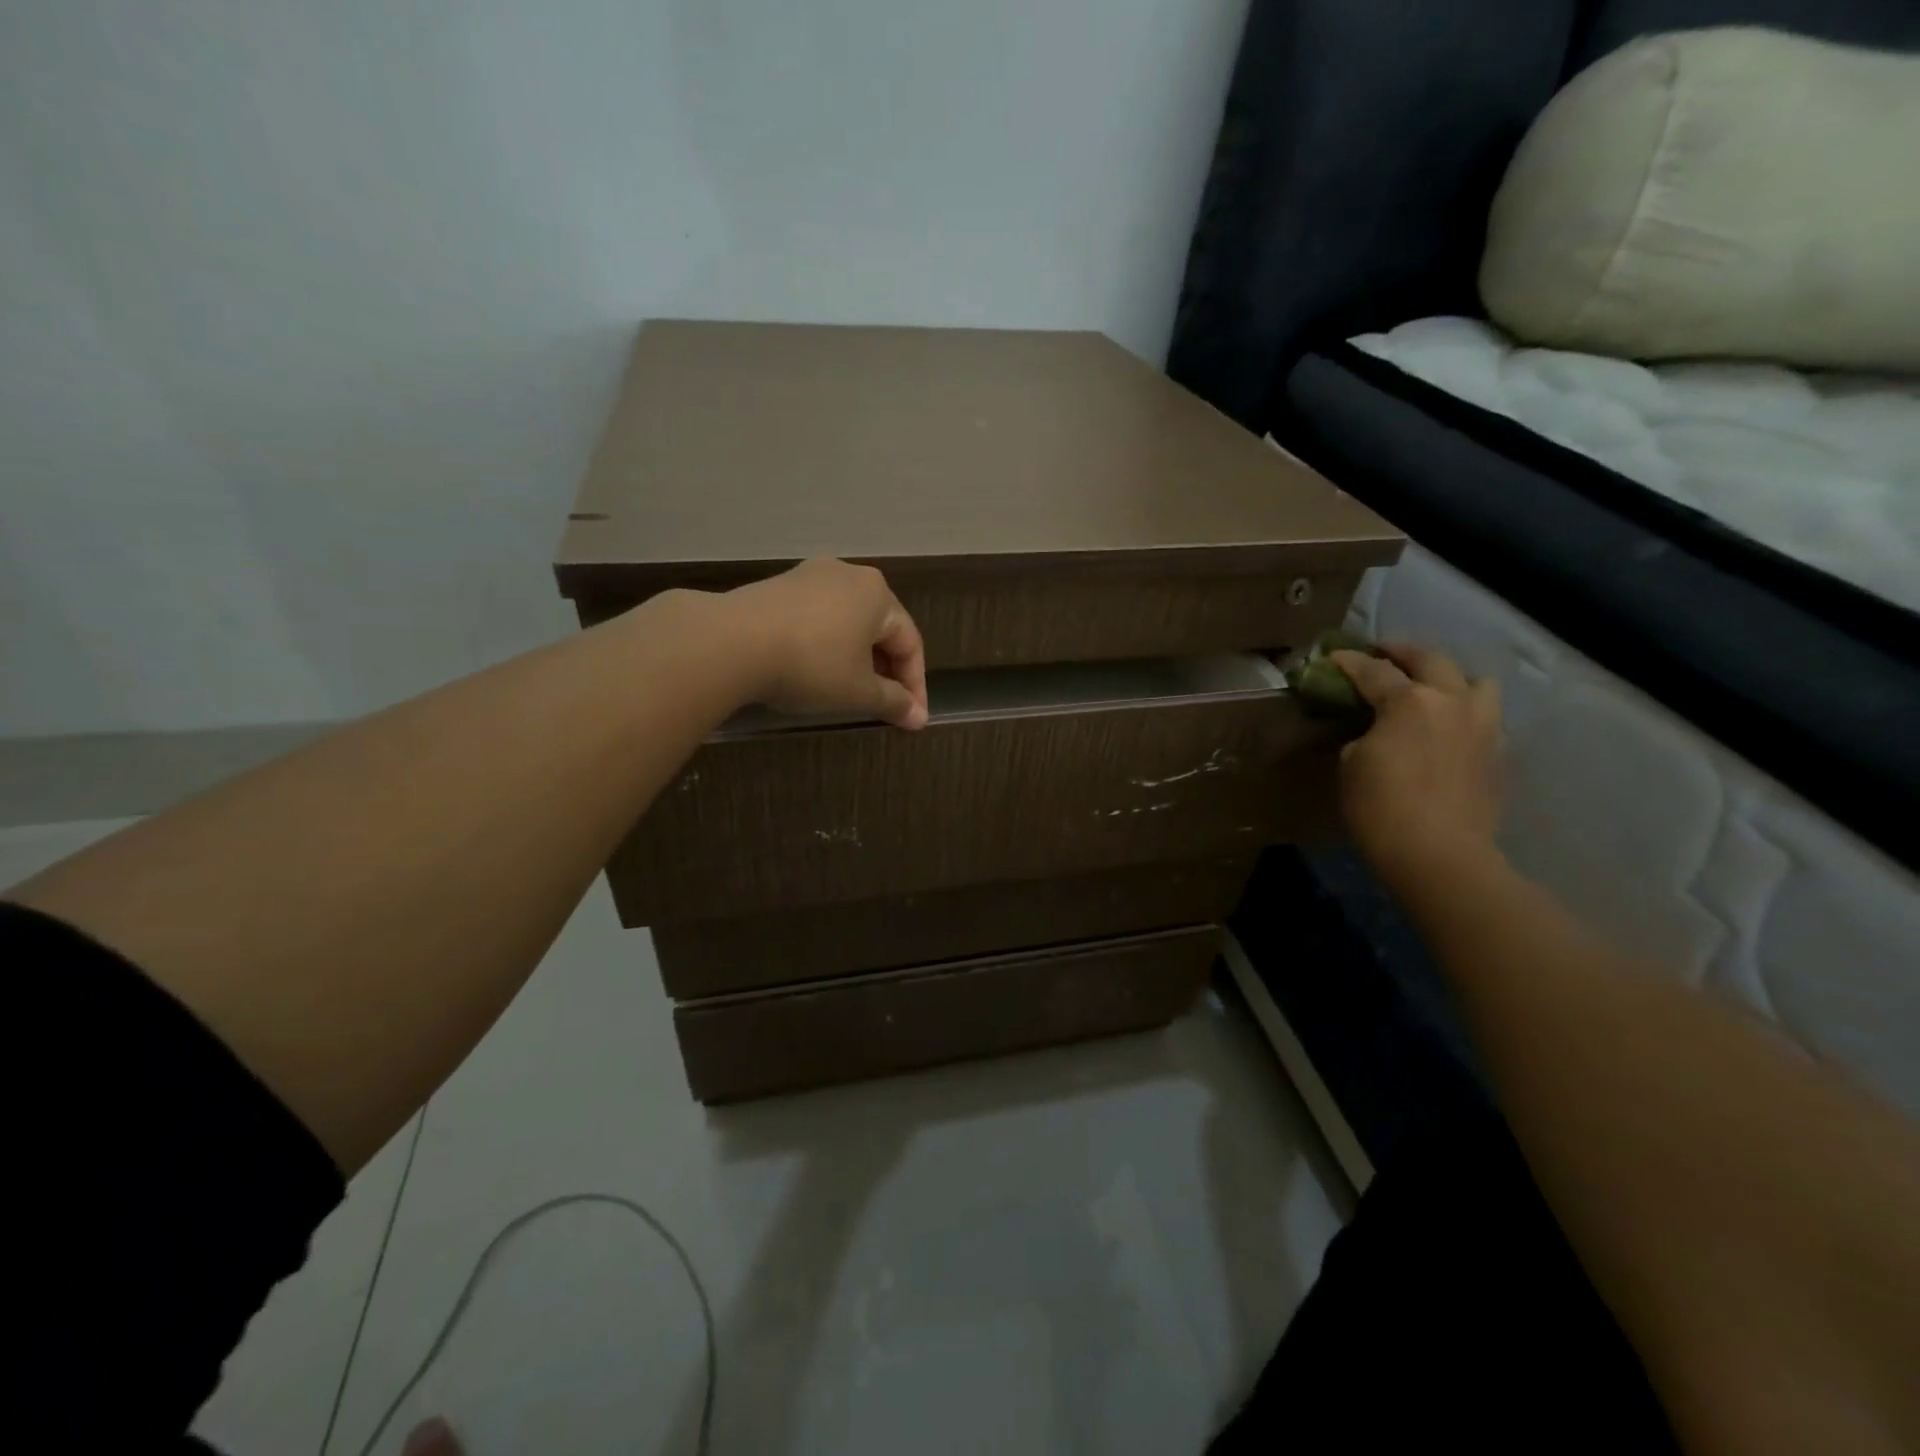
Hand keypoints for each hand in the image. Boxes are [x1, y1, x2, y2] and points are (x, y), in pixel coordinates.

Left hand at [725, 559, 928, 729]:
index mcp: (878, 594)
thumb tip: (918, 717)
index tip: (912, 719)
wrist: (731, 642)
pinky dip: (825, 647)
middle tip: (884, 707)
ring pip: (847, 623)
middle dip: (885, 671)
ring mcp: (809, 576)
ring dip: (855, 659)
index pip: (910, 643)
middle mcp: (849, 575)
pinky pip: (816, 619)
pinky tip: (814, 671)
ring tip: (850, 692)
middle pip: (879, 629)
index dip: (915, 686)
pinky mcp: (777, 586)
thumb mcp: (859, 692)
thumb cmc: (811, 665)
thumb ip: (894, 702)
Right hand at [1330, 645, 1504, 895]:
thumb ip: (1363, 734)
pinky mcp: (1499, 753)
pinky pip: (1486, 718)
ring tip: (1433, 689)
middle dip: (1403, 652)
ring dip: (1452, 678)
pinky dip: (1466, 714)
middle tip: (1383, 653)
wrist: (1439, 854)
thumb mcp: (1351, 764)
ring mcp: (1484, 726)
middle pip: (1431, 660)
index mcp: (1410, 701)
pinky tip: (1450, 730)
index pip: (1374, 671)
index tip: (1333, 657)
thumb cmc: (1381, 807)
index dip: (1350, 662)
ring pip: (1477, 682)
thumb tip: (1373, 731)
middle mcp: (1452, 702)